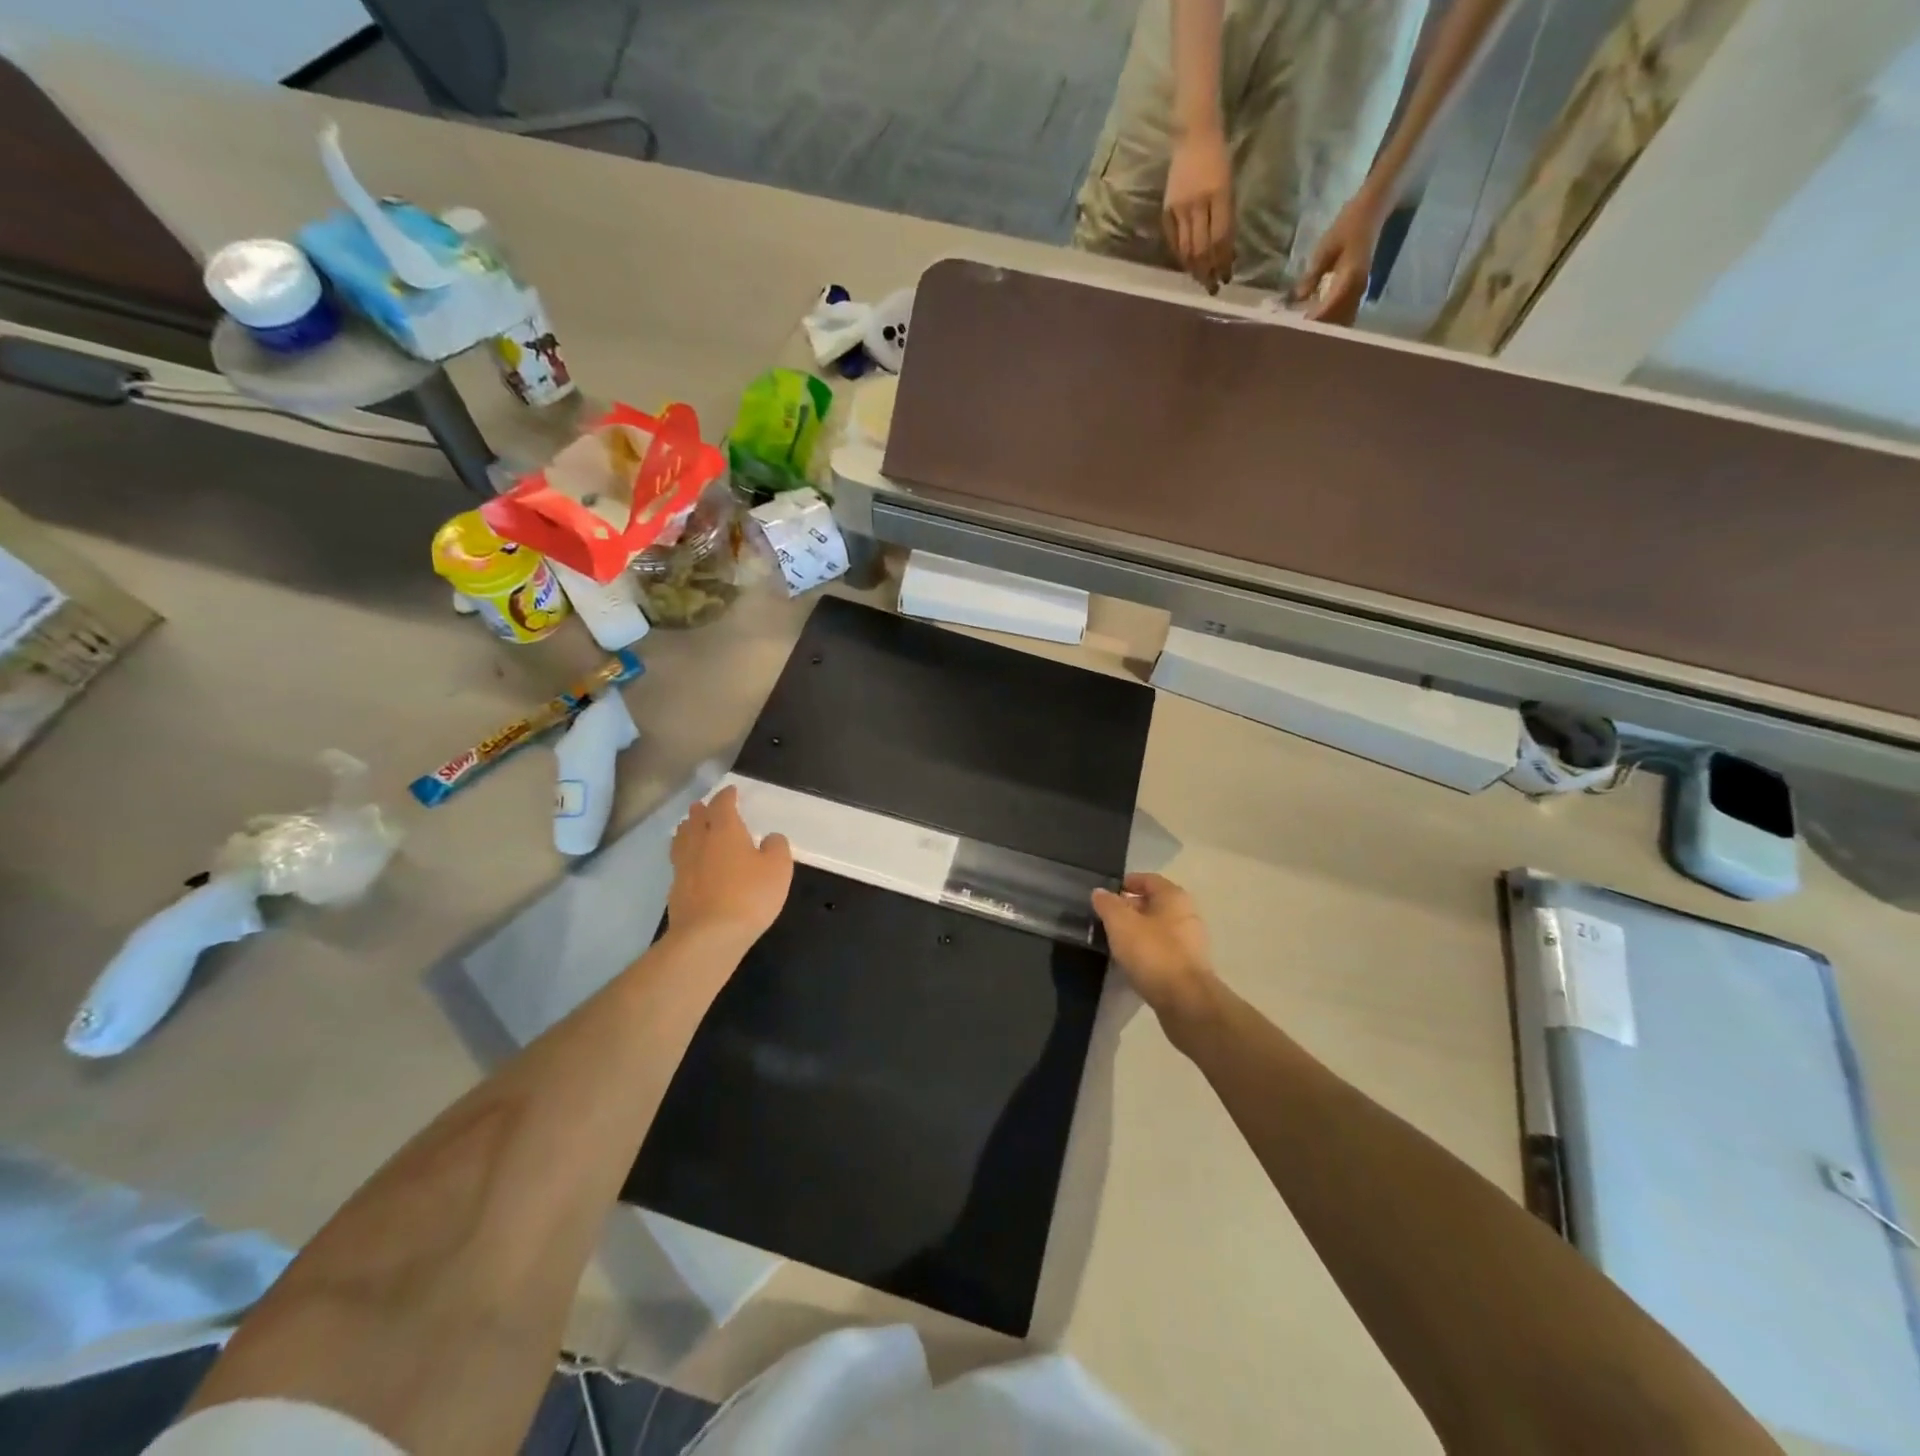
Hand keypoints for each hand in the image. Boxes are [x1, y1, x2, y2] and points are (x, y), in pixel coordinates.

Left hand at [666, 786, 792, 949]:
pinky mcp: (676, 889)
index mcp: (725, 830)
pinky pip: (679, 862)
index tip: (731, 791)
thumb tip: (770, 838)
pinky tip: (689, 863)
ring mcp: (683, 866)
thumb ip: (776, 847)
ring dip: (687, 829)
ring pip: (681, 839)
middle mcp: (699, 842)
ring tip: (690, 827)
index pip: (723, 805)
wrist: (708, 936)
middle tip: (705, 806)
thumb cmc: (749, 895)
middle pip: (696, 819)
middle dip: (702, 810)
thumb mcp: (778, 869)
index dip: (727, 796)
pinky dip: (684, 855)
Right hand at [1091, 873, 1218, 1019]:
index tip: (1104, 895)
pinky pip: (1162, 950)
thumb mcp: (1121, 924)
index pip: (1147, 879)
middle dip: (1128, 909)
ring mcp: (1191, 942)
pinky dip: (1146, 952)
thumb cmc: (1153, 953)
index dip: (1125, 883)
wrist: (1186, 1002)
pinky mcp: (1188, 967)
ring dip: (1136, 932)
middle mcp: (1187, 914)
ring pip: (1157, 929)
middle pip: (1153, 904)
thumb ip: (1108, 904)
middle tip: (1105, 919)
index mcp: (1174, 897)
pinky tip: (1130, 963)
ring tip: (1114, 942)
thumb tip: (1100, 892)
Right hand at [1163, 126, 1234, 290]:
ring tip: (1200, 281)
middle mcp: (1198, 204)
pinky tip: (1186, 265)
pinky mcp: (1167, 210)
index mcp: (1219, 195)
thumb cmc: (1218, 158)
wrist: (1193, 134)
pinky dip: (1180, 255)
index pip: (1221, 238)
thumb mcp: (1229, 186)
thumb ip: (1226, 218)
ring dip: (1194, 268)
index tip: (1226, 278)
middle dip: (1208, 271)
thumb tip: (1226, 252)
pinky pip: (1173, 239)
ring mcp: (1180, 208)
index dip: (1223, 261)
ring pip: (1186, 248)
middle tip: (1212, 289)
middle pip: (1202, 247)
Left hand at [1294, 190, 1386, 324]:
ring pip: (1342, 319)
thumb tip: (1297, 298)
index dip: (1312, 322)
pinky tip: (1314, 322)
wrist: (1372, 210)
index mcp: (1350, 278)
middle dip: (1317, 330)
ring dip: (1325, 328)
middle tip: (1295, 337)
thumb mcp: (1325, 248)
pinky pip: (1345, 312)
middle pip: (1337, 319)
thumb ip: (1312, 274)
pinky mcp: (1358, 290)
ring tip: (1303, 334)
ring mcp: (1360, 290)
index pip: (1329, 308)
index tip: (1295, 331)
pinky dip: (1330, 319)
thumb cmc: (1348, 225)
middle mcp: (1358, 288)